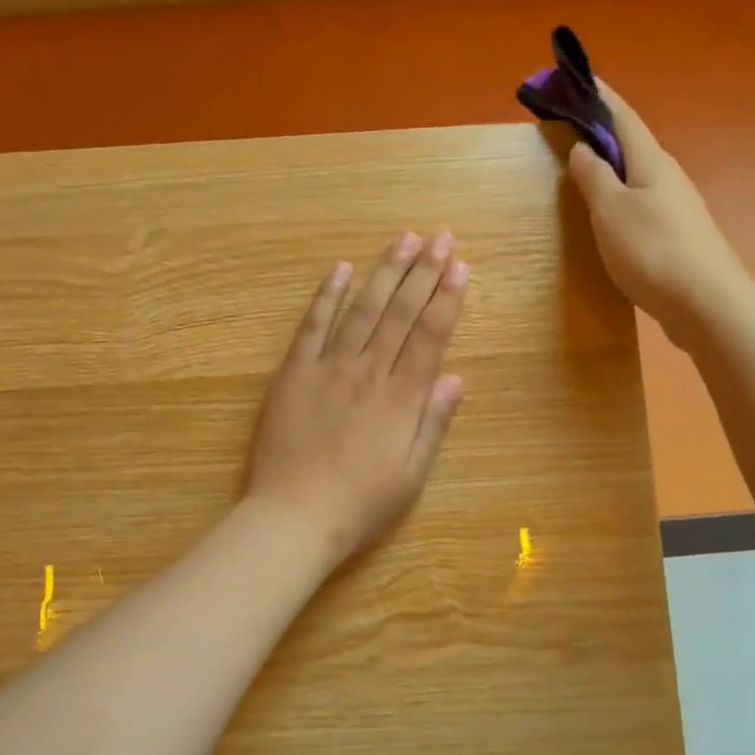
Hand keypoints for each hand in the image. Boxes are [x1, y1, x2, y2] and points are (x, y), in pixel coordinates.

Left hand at [244, 231, 469, 566]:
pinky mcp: (294, 374)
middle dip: (424, 272)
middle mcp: (369, 372)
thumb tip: (455, 377)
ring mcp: (328, 368)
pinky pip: (312, 327)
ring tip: (403, 240)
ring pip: (361, 310)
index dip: (447, 299)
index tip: (461, 266)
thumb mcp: (412, 475)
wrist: (294, 517)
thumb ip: (433, 422)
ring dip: (384, 273)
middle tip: (440, 236)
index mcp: (402, 398)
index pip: (430, 336)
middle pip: (400, 313)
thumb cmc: (361, 504)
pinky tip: (340, 269)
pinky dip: (326, 296)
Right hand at [565, 82, 743, 343]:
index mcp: (652, 162)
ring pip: (637, 176)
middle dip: (603, 131)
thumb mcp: (611, 211)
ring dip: (612, 166)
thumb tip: (582, 149)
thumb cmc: (652, 251)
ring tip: (584, 170)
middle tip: (571, 128)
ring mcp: (676, 208)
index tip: (579, 76)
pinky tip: (610, 216)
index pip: (623, 117)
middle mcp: (668, 178)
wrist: (705, 304)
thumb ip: (594, 178)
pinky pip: (641, 204)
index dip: (601, 96)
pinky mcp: (677, 237)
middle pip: (632, 144)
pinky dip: (620, 197)